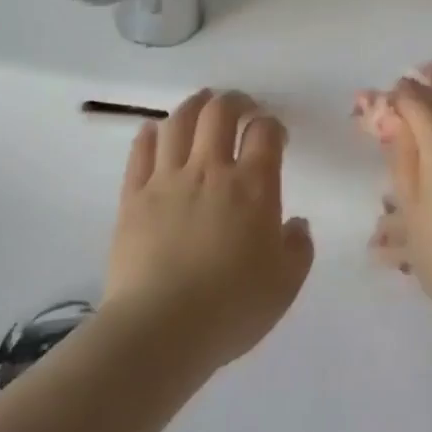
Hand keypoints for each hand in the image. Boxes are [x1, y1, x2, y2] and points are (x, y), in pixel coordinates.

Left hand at [104, 89, 313, 373]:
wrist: (160, 330)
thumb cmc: (230, 308)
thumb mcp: (285, 285)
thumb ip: (298, 248)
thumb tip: (296, 224)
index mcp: (252, 186)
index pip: (265, 132)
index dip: (272, 125)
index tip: (275, 135)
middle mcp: (210, 169)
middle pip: (220, 112)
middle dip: (234, 101)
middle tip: (241, 107)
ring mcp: (167, 179)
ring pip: (179, 121)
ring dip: (194, 106)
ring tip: (202, 105)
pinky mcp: (133, 196)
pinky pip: (141, 150)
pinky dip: (152, 133)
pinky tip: (158, 131)